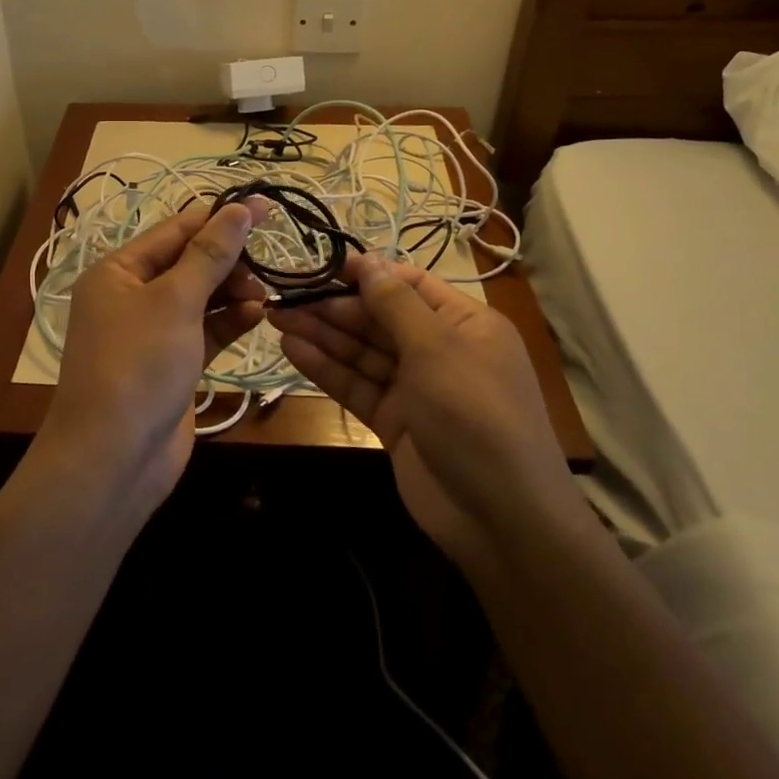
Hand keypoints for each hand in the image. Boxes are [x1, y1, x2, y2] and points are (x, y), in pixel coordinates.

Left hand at [33, 199, 268, 510]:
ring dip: (233, 292)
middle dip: (228, 261)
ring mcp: (152, 333)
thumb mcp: (175, 301)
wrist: (114, 458)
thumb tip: (240, 208)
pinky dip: (229, 322)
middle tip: (265, 267)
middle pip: (188, 262)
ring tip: (264, 295)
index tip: (266, 208)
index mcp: (118, 271)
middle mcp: (131, 296)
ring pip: (200, 298)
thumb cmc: (138, 365)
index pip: (175, 230)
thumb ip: (210, 254)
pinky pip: (205, 331)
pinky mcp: (172, 364)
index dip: (220, 218)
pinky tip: (257, 317)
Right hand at [269, 255, 585, 575]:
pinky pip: (357, 385)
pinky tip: (293, 350)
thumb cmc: (475, 414)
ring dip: (322, 334)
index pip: (410, 285)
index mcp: (465, 323)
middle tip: (285, 295)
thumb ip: (395, 303)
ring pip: (363, 352)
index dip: (368, 273)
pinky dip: (326, 368)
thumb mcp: (437, 348)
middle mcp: (440, 350)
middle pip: (380, 318)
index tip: (321, 264)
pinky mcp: (394, 421)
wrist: (500, 517)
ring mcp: (416, 388)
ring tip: (277, 318)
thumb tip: (366, 260)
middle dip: (334, 306)